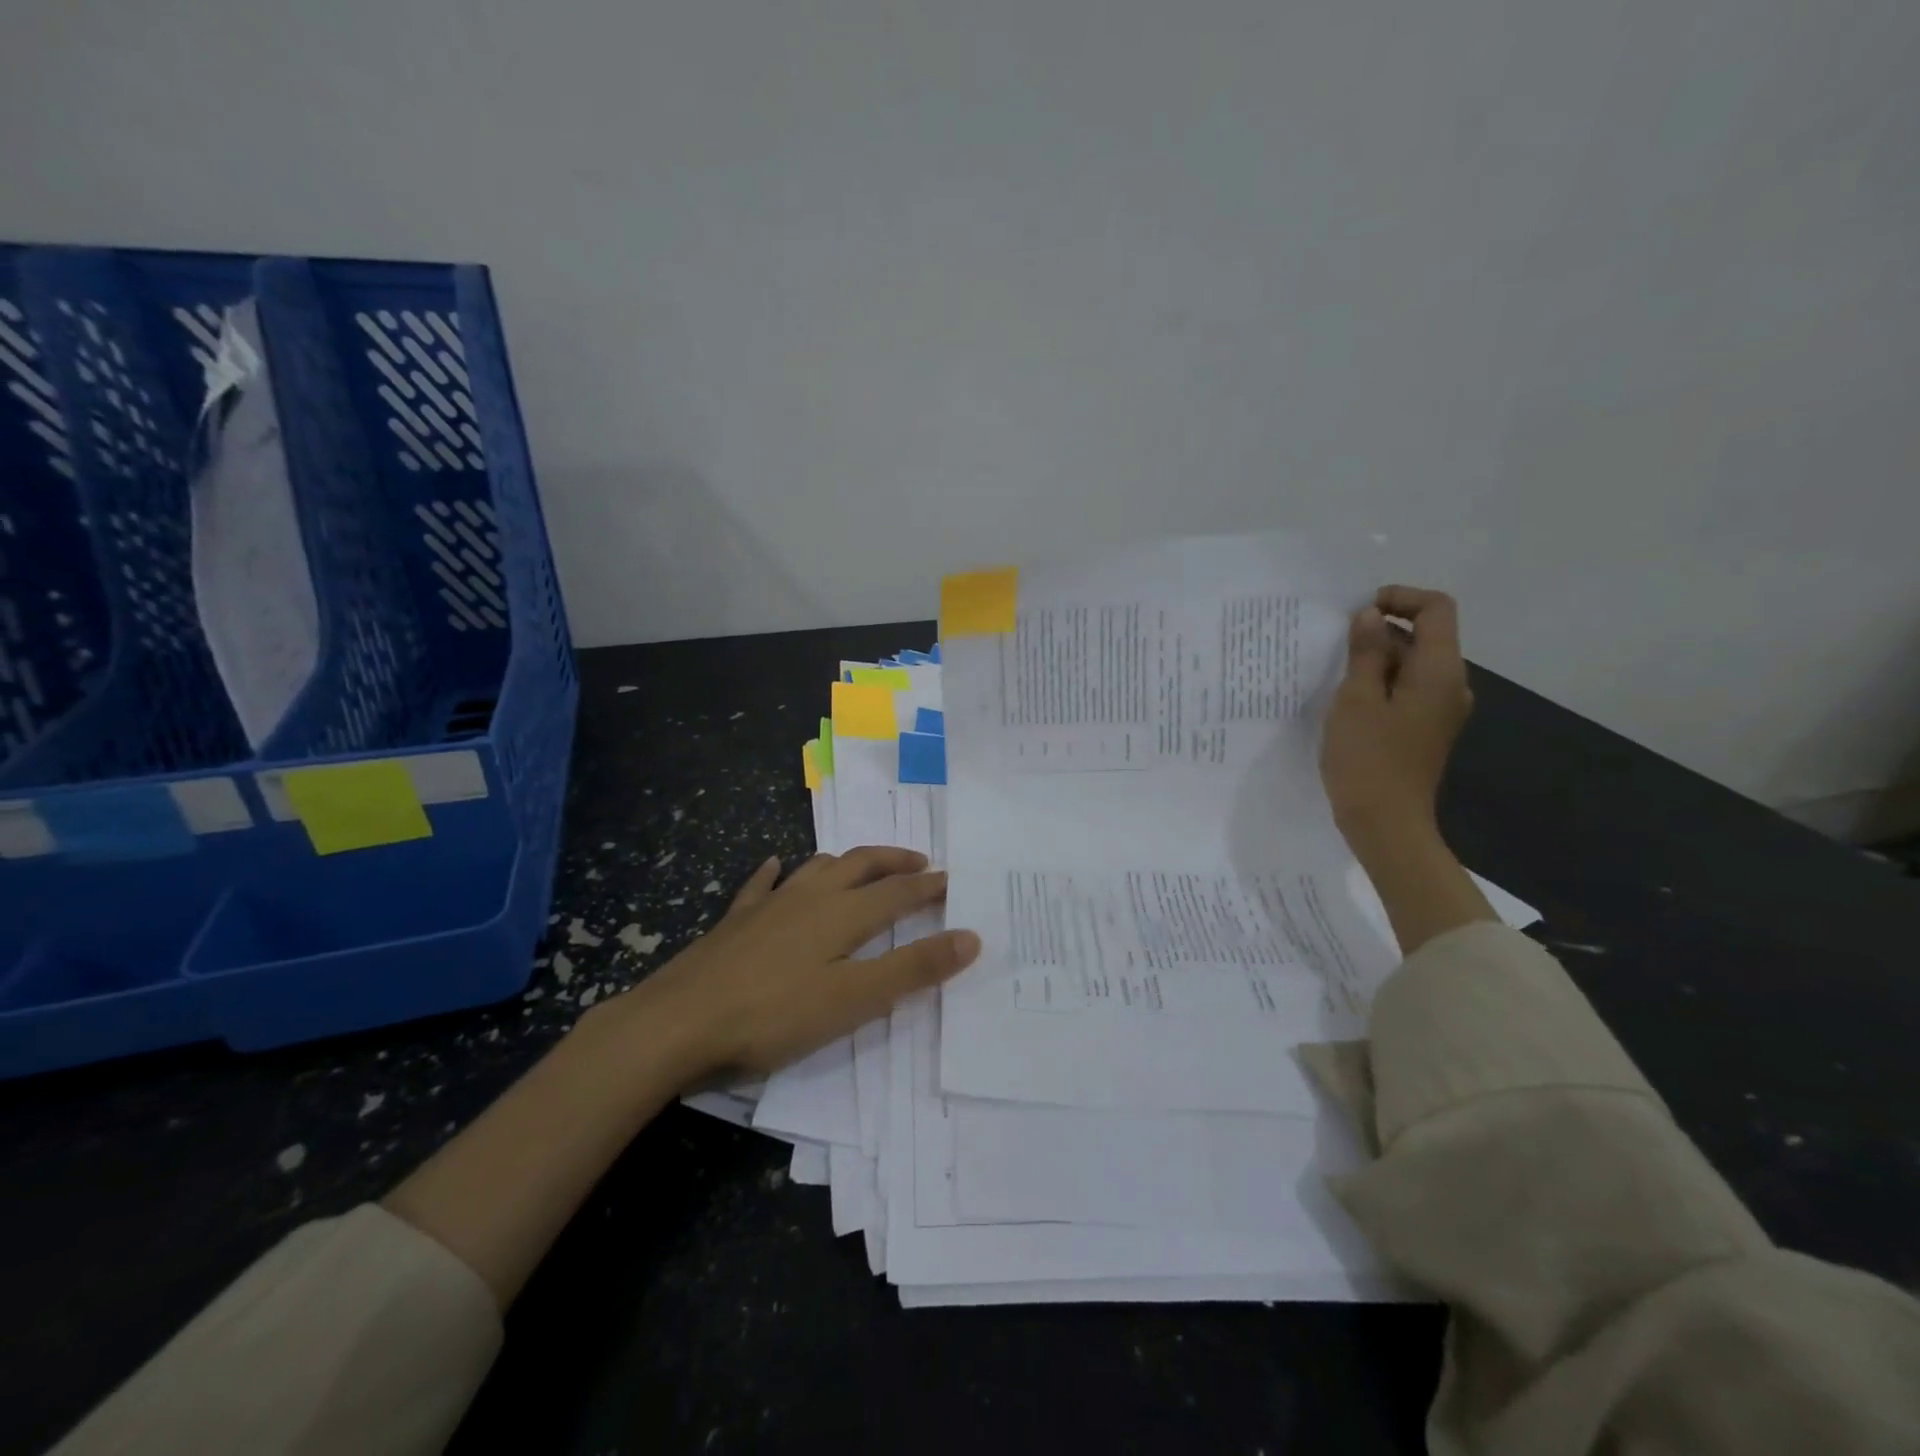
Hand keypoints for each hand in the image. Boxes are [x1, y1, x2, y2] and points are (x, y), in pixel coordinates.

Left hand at [586, 847, 979, 1080]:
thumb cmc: (774, 1014)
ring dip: (846, 861)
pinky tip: (776, 865)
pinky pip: (762, 884)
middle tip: (919, 861)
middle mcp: (810, 896)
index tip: (953, 879)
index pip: (898, 891)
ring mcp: (769, 904)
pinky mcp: (736, 920)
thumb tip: (970, 936)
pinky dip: (776, 871)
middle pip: (860, 865)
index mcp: (843, 914)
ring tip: (861, 864)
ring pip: (816, 867)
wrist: (679, 1021)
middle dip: (893, 860)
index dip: (929, 886)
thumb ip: (913, 968)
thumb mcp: (855, 1000)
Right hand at [1321, 586, 1473, 844]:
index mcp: (1440, 672)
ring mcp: (1440, 710)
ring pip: (1412, 665)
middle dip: (1381, 630)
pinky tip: (1348, 700)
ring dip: (1376, 659)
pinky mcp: (1425, 730)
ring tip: (1334, 673)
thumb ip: (1365, 653)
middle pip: (1425, 636)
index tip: (1358, 613)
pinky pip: (1407, 690)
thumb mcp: (1356, 700)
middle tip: (1334, 644)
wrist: (1386, 824)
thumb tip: (1369, 616)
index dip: (1399, 598)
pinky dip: (1380, 683)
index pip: (1436, 609)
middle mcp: (1450, 686)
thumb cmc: (1368, 760)